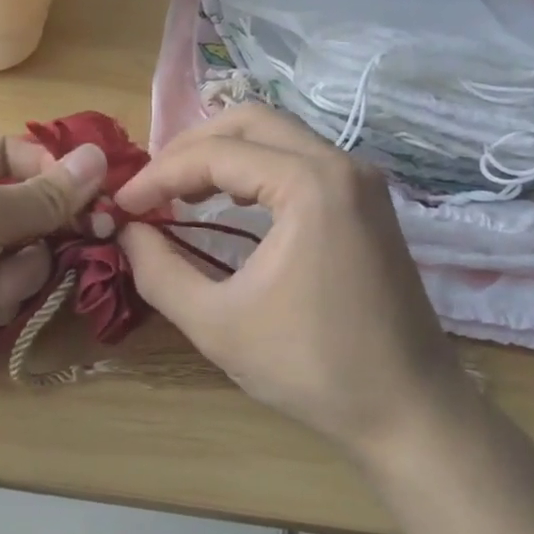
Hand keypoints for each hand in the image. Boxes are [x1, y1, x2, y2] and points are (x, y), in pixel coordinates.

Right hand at [114, 105, 469, 459]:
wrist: (410, 411)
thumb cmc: (312, 368)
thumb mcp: (216, 323)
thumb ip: (159, 271)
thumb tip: (127, 231)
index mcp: (309, 185)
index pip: (215, 155)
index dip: (159, 175)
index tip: (122, 204)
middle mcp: (340, 164)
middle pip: (249, 122)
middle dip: (191, 147)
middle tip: (151, 184)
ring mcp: (360, 180)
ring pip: (277, 135)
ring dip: (223, 153)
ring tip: (180, 190)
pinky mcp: (367, 201)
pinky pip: (300, 159)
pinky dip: (256, 168)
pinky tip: (229, 199)